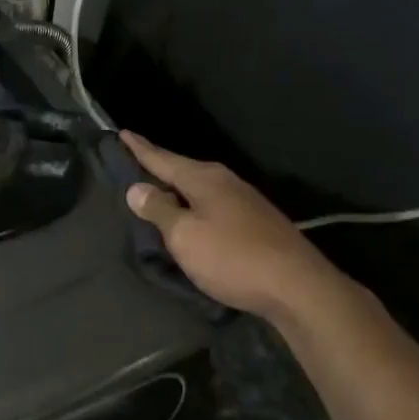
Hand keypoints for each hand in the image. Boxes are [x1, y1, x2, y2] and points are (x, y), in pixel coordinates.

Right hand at [121, 132, 347, 320]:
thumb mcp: (185, 236)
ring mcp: (244, 201)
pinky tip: (191, 216)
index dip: (141, 149)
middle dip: (159, 167)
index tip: (122, 133)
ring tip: (157, 191)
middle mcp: (225, 182)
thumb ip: (159, 210)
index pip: (163, 159)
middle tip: (135, 163)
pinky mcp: (255, 222)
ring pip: (200, 188)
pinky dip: (194, 206)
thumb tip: (136, 188)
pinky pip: (213, 205)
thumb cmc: (232, 257)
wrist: (296, 286)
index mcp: (204, 179)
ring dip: (178, 188)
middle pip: (183, 170)